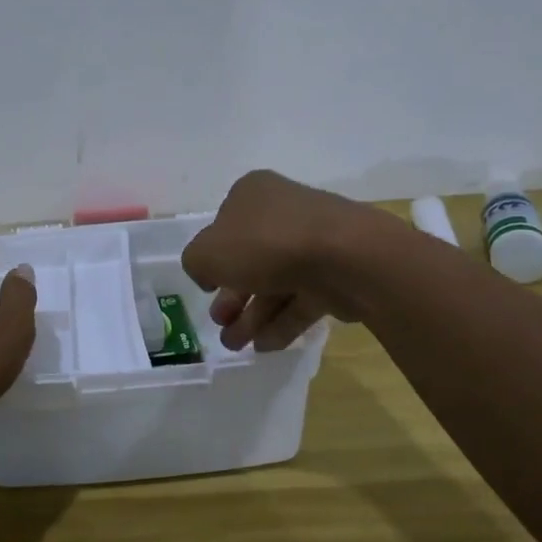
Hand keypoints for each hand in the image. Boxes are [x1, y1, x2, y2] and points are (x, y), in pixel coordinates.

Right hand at [181, 170, 392, 351]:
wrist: (345, 257)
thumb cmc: (265, 244)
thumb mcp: (207, 253)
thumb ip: (196, 263)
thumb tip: (209, 274)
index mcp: (253, 194)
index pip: (225, 224)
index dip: (213, 257)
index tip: (207, 286)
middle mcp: (284, 213)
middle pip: (250, 259)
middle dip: (231, 296)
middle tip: (220, 322)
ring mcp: (314, 244)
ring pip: (275, 282)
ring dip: (251, 317)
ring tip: (235, 346)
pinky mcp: (336, 274)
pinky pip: (302, 300)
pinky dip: (281, 323)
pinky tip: (263, 347)